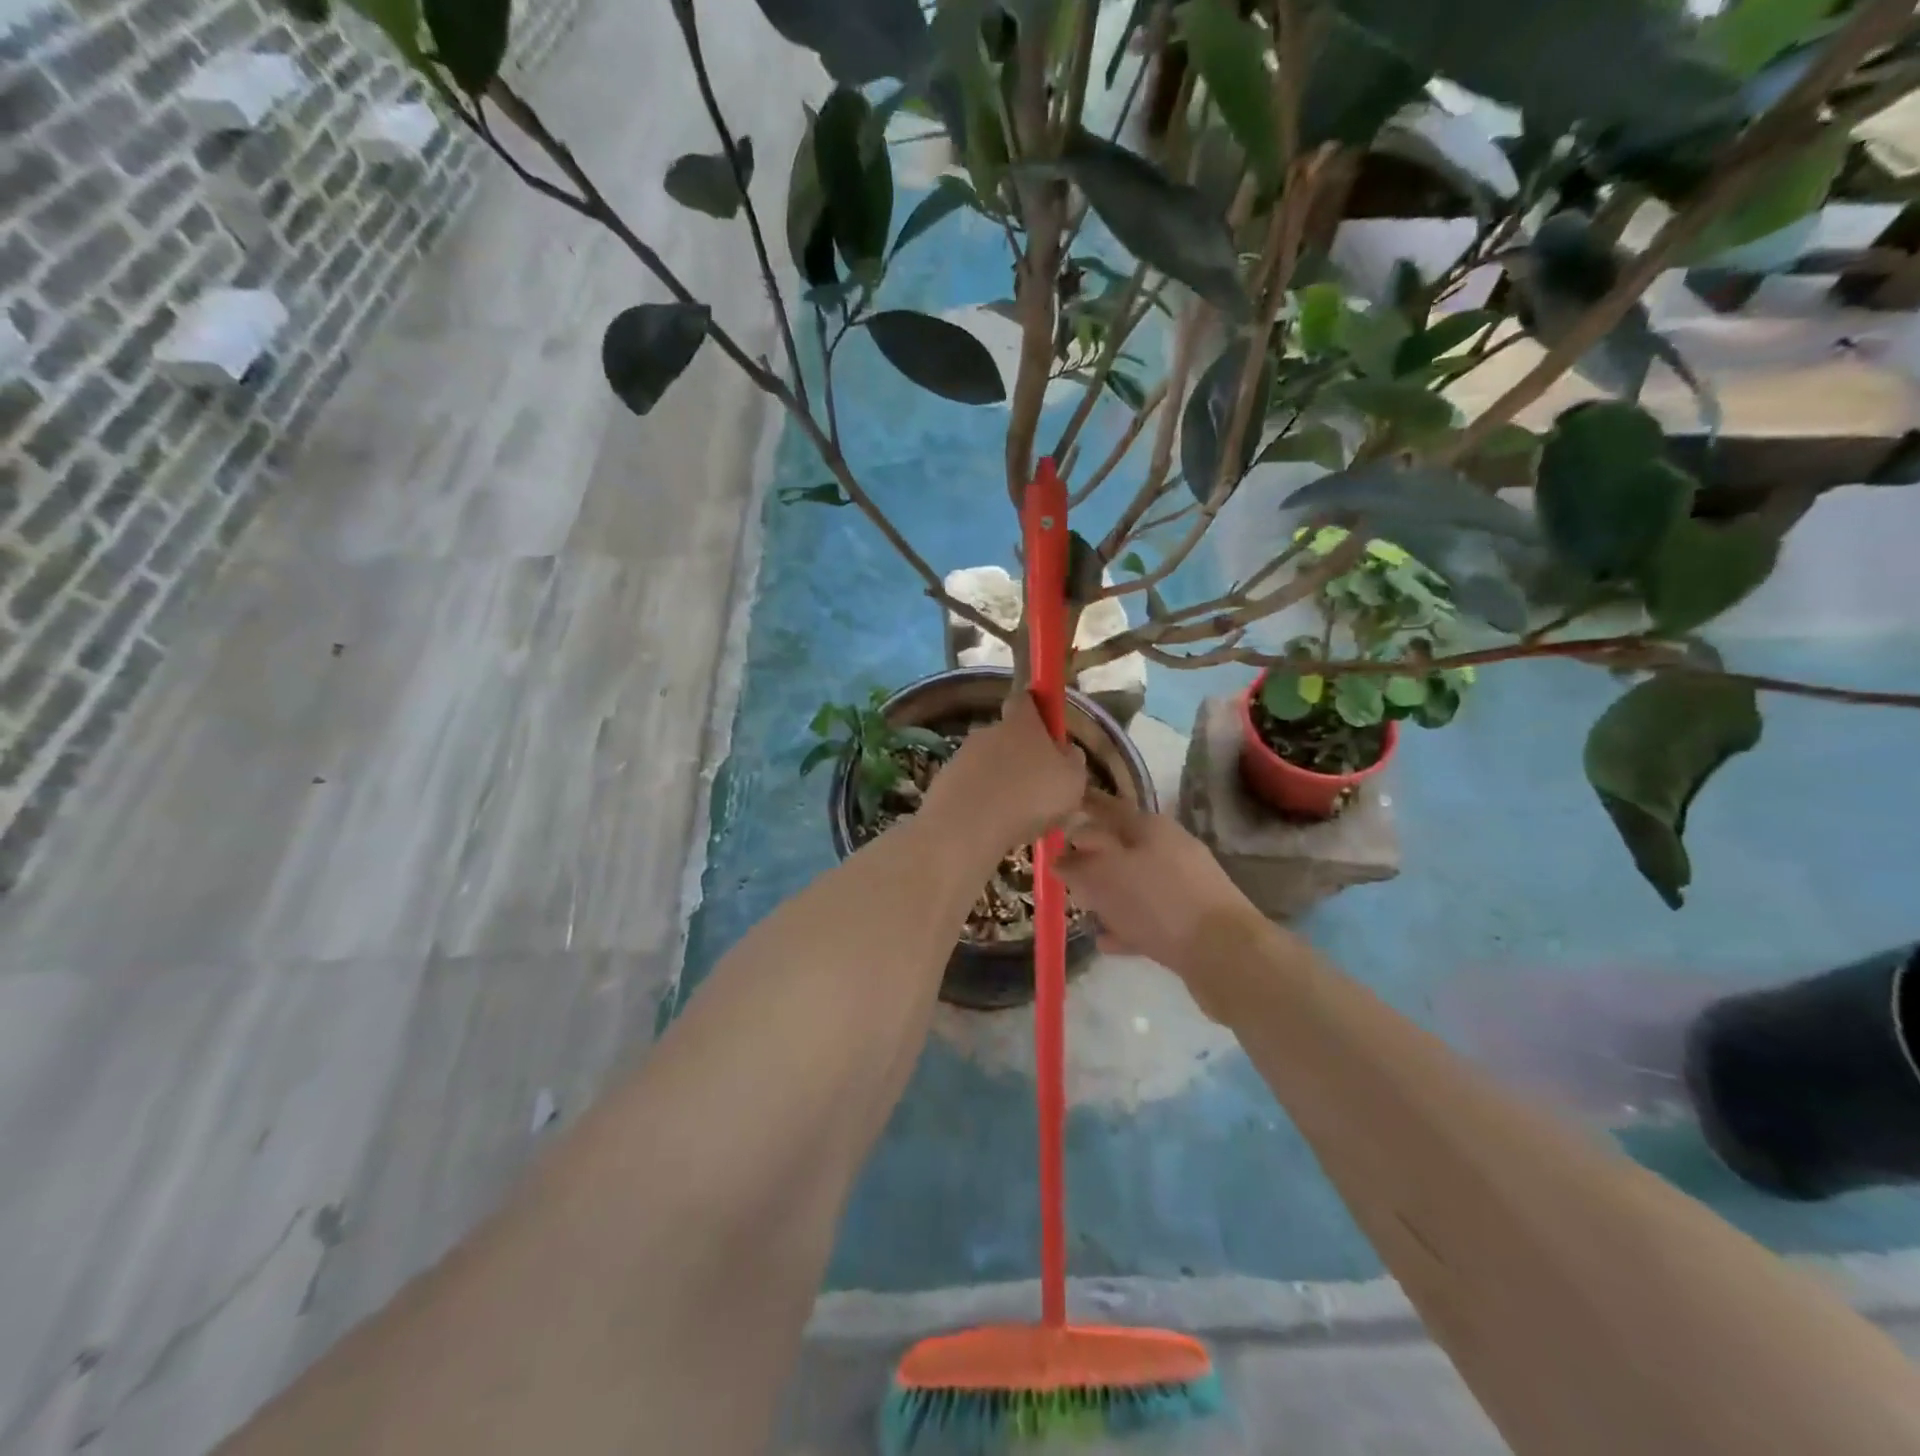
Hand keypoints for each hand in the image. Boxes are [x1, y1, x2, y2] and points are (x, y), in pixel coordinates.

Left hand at [923, 691, 1086, 849]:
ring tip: (1018, 818)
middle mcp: (988, 731)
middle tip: (1038, 788)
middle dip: (1021, 756)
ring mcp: (962, 756)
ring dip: (1000, 783)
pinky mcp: (943, 783)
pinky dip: (981, 803)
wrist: (966, 826)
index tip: (1048, 728)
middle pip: (1007, 737)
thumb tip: (1067, 753)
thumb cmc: (1030, 796)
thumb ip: (1072, 762)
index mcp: (1021, 723)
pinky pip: (971, 789)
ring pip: (988, 765)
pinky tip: (993, 828)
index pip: (1026, 700)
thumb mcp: (1073, 781)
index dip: (1037, 709)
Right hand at [1057, 792, 1263, 1001]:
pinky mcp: (1193, 918)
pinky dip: (1128, 923)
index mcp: (1148, 825)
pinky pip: (1151, 914)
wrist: (1225, 953)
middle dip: (1091, 855)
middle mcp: (1169, 846)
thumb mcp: (1104, 878)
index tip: (1055, 812)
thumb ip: (1076, 865)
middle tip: (1062, 867)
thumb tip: (1060, 858)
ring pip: (1136, 881)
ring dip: (1109, 892)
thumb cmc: (1157, 902)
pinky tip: (1107, 940)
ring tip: (1082, 908)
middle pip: (1121, 845)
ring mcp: (1185, 883)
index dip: (1079, 807)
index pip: (1106, 806)